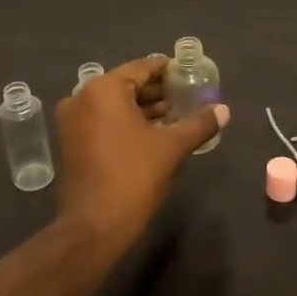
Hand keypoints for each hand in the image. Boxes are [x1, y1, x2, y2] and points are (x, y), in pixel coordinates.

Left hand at [56, 57, 228, 246]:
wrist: (94, 226)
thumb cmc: (134, 177)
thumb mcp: (172, 147)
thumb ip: (199, 123)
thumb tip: (224, 110)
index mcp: (103, 90)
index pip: (142, 68)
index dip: (168, 71)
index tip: (190, 74)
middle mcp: (82, 98)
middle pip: (127, 86)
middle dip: (157, 92)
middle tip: (188, 96)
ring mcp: (73, 122)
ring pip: (115, 105)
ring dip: (144, 109)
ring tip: (177, 115)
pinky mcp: (72, 143)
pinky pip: (104, 121)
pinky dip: (127, 123)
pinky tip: (154, 133)